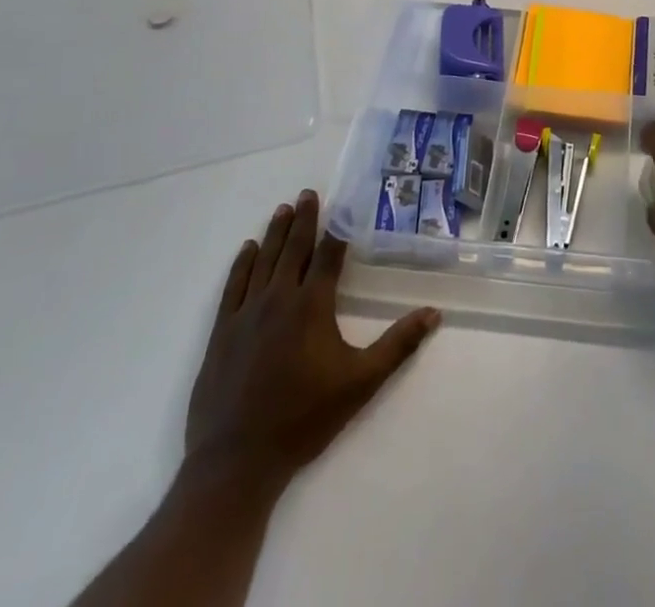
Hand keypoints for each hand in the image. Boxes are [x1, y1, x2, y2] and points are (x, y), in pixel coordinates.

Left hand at [186, 191, 440, 492]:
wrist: (236, 462)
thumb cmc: (303, 419)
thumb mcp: (360, 383)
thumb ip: (398, 345)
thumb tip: (434, 313)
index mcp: (311, 306)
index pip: (327, 256)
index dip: (336, 230)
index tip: (341, 206)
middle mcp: (278, 299)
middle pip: (293, 249)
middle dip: (303, 219)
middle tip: (307, 193)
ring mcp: (245, 314)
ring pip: (263, 261)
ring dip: (275, 233)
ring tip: (282, 209)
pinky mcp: (220, 334)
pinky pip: (233, 287)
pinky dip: (242, 264)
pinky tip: (247, 249)